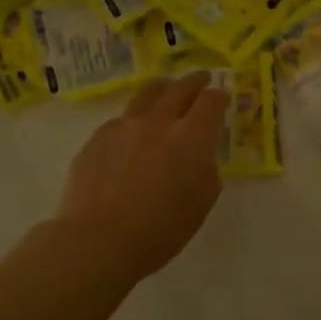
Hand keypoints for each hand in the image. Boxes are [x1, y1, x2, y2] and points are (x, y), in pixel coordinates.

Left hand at [57, 71, 228, 279]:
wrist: (98, 240)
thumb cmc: (160, 229)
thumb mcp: (201, 203)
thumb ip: (207, 171)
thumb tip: (200, 157)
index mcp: (191, 138)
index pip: (211, 101)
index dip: (219, 97)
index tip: (222, 98)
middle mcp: (159, 122)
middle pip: (181, 88)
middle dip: (195, 81)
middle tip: (202, 79)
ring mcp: (124, 126)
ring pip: (148, 93)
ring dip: (164, 88)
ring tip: (167, 89)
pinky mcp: (98, 137)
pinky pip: (121, 119)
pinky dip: (134, 119)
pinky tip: (132, 132)